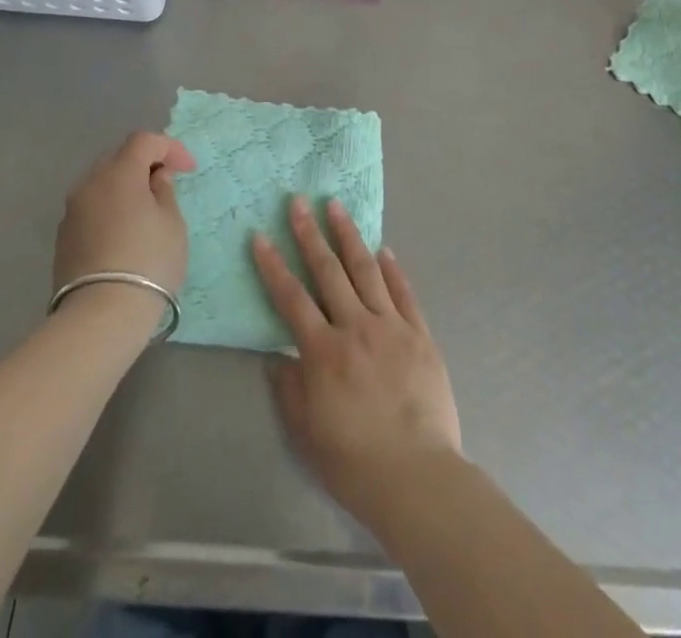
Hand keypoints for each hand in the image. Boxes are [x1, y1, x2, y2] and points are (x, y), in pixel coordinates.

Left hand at [54, 132, 196, 302]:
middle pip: (118, 157)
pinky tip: (123, 232)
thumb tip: (155, 177)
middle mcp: (90, 183)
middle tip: (166, 183)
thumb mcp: (171, 224)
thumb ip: (164, 191)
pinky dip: (110, 208)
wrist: (100, 316)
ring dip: (124, 186)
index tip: (188, 170)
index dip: (169, 147)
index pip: (144, 141)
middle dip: (144, 163)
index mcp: (119, 173)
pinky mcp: (63, 237)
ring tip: (145, 209)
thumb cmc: (148, 262)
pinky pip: (91, 207)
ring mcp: (72, 211)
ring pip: (101, 183)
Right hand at [252, 197, 461, 523]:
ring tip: (337, 207)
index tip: (260, 235)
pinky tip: (384, 249)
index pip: (291, 298)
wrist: (418, 478)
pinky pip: (404, 293)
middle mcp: (356, 329)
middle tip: (299, 201)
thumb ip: (289, 388)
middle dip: (310, 234)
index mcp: (324, 352)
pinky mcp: (420, 335)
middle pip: (329, 272)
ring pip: (367, 271)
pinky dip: (392, 268)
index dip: (273, 265)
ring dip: (349, 236)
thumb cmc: (355, 463)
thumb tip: (278, 356)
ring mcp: (392, 327)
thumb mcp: (307, 432)